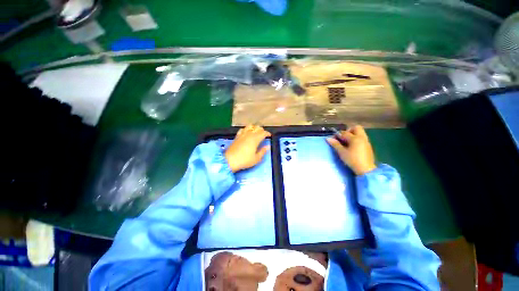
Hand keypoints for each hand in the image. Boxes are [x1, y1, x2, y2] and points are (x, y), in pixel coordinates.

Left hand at [225, 125, 270, 172]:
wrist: (230, 160)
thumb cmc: (244, 160)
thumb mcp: (256, 159)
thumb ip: (263, 151)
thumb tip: (268, 146)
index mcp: (255, 139)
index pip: (263, 132)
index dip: (267, 133)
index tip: (269, 136)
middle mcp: (249, 134)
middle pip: (257, 127)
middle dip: (262, 130)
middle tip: (263, 135)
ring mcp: (242, 134)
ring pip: (250, 126)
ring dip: (254, 128)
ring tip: (256, 132)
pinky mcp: (237, 136)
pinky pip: (243, 129)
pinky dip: (246, 129)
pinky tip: (247, 133)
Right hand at [326, 125, 375, 174]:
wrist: (366, 169)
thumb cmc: (352, 160)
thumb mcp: (342, 152)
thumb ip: (335, 144)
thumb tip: (328, 138)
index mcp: (355, 138)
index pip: (344, 132)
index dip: (337, 135)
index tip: (332, 138)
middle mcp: (362, 137)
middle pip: (356, 128)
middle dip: (348, 130)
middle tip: (343, 137)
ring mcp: (366, 141)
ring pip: (360, 132)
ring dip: (353, 134)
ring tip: (346, 142)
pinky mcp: (368, 146)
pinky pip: (362, 138)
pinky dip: (356, 139)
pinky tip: (351, 146)